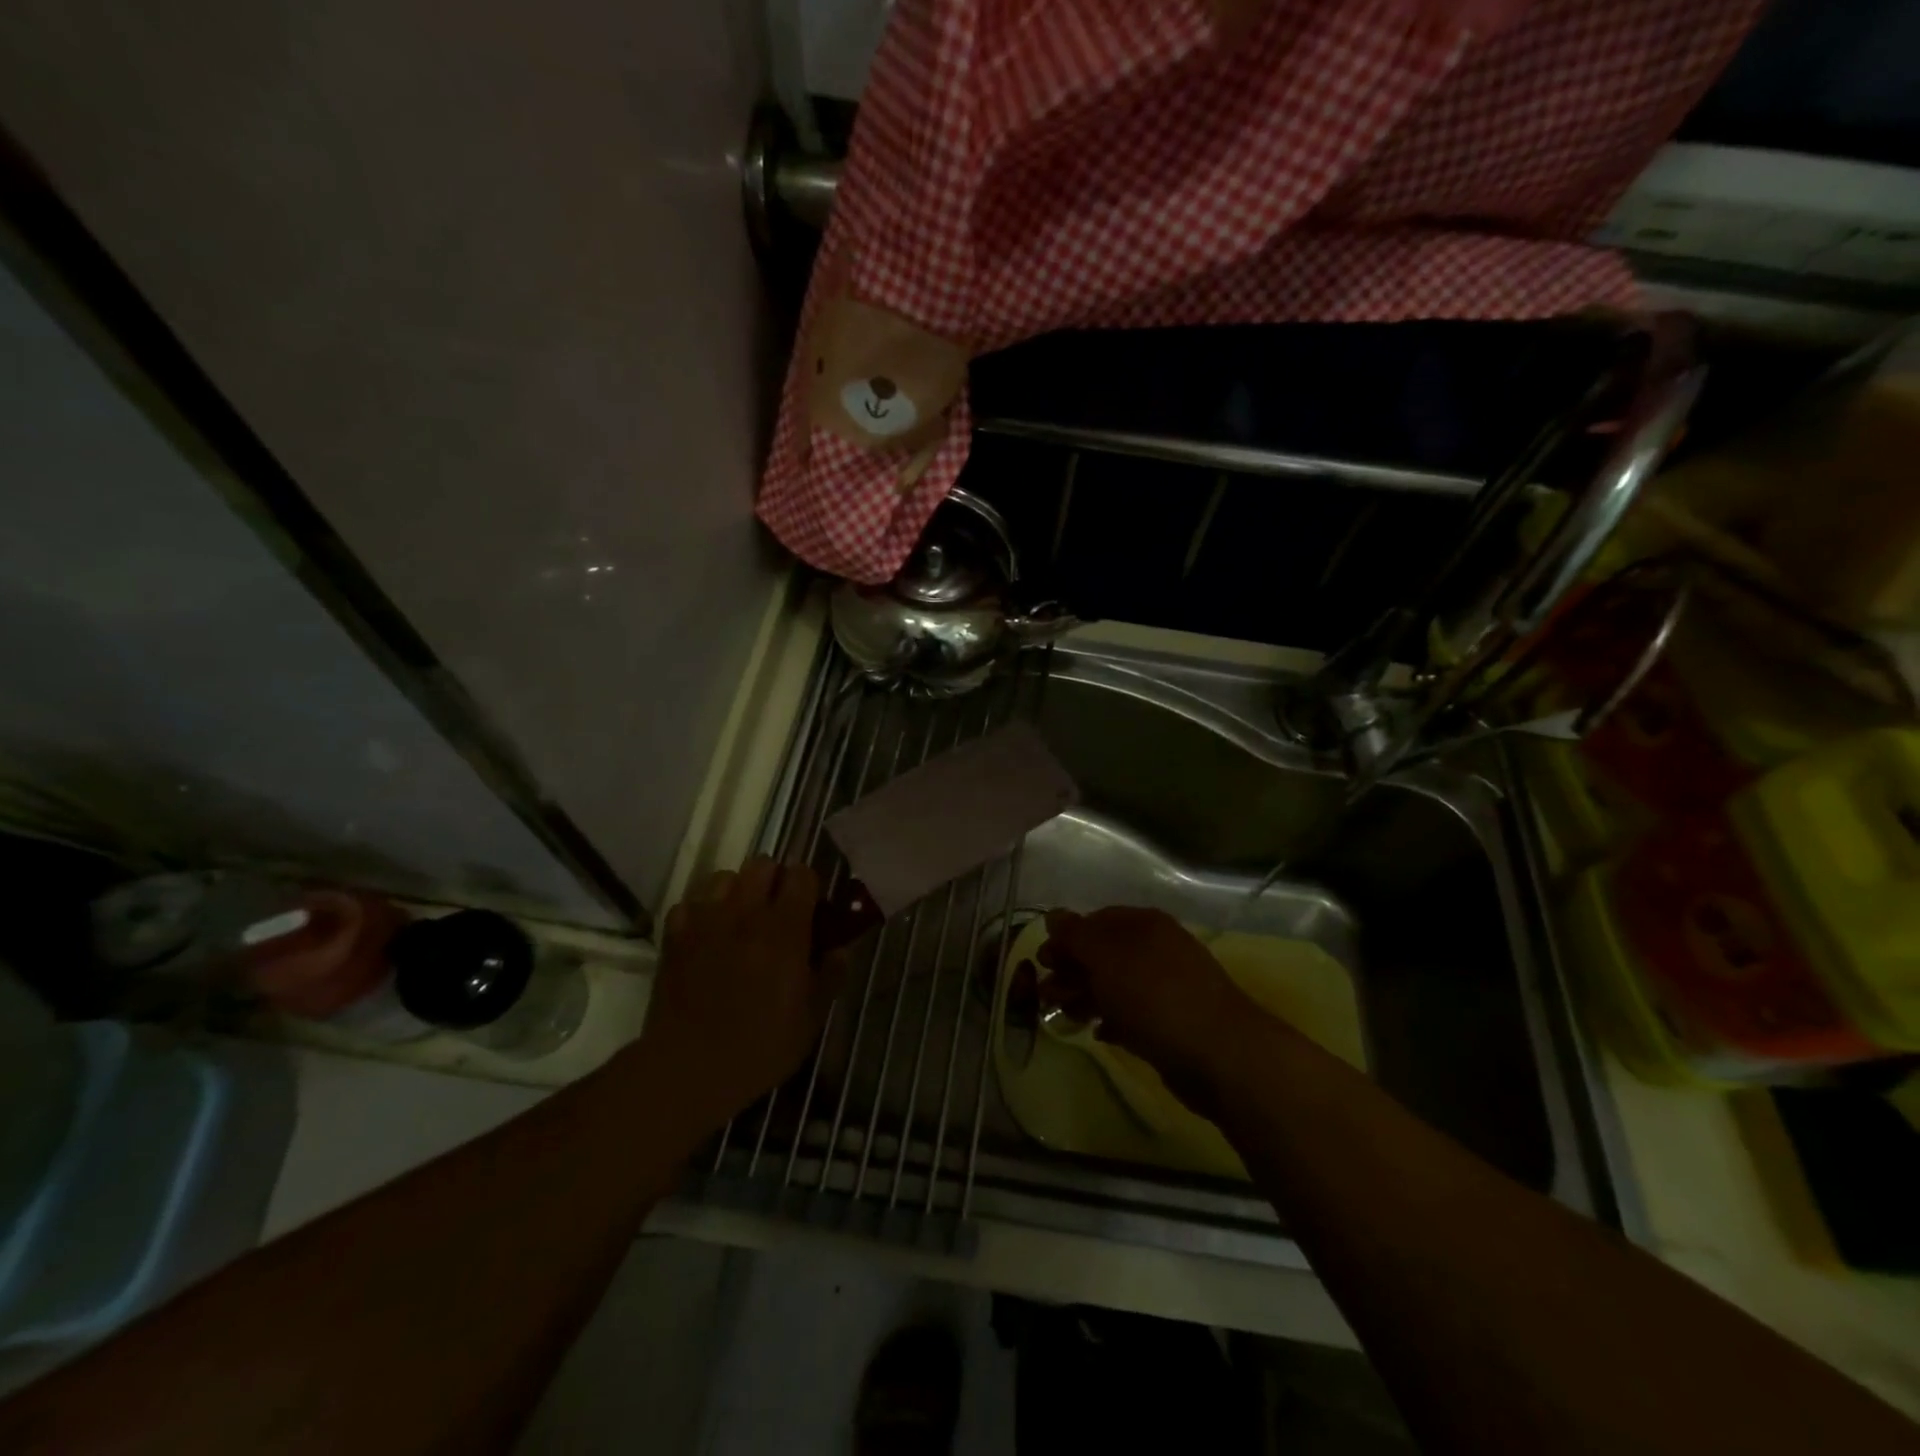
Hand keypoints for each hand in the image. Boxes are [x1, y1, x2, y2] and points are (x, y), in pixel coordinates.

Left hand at [639, 856, 841, 1133]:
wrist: (689, 1067)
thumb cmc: (760, 1045)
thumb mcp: (811, 1018)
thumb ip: (830, 976)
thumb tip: (841, 949)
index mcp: (785, 928)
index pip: (801, 874)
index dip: (808, 885)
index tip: (811, 908)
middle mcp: (745, 913)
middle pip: (762, 864)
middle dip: (773, 880)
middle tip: (777, 912)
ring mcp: (706, 921)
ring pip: (724, 877)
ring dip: (736, 891)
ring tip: (740, 920)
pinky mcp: (675, 937)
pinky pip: (689, 905)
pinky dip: (700, 913)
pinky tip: (706, 937)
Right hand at [1037, 907, 1258, 1109]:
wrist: (1219, 1054)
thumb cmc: (1154, 995)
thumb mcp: (1106, 957)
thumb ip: (1075, 935)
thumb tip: (1053, 915)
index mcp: (1144, 925)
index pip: (1096, 921)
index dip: (1066, 938)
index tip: (1041, 962)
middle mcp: (1156, 949)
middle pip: (1103, 954)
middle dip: (1071, 970)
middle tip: (1045, 993)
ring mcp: (1166, 987)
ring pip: (1115, 986)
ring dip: (1085, 996)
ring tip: (1064, 1016)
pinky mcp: (1171, 1024)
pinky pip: (1131, 1015)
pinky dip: (1111, 1020)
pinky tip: (1097, 1032)